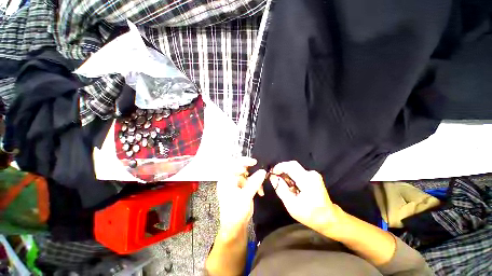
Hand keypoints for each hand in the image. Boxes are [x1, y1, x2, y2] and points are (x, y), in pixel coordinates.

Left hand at [216, 157, 266, 238]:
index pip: (234, 164)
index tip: (255, 162)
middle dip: (252, 172)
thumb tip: (263, 171)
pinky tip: (260, 192)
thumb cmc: (236, 212)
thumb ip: (254, 182)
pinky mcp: (240, 189)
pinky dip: (254, 185)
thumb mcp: (246, 196)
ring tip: (261, 189)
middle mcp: (229, 180)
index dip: (244, 161)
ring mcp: (235, 185)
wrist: (234, 228)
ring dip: (255, 181)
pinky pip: (248, 182)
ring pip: (246, 176)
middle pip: (241, 169)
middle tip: (260, 173)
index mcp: (226, 179)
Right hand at [270, 161, 342, 235]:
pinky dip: (292, 177)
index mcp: (307, 180)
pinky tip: (292, 187)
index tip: (272, 173)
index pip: (290, 166)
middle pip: (292, 165)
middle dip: (282, 171)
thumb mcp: (292, 205)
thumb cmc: (311, 214)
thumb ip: (281, 189)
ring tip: (285, 187)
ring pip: (294, 169)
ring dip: (287, 175)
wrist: (329, 218)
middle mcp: (311, 174)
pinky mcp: (313, 177)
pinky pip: (298, 172)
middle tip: (276, 181)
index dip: (279, 167)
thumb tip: (273, 177)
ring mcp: (313, 174)